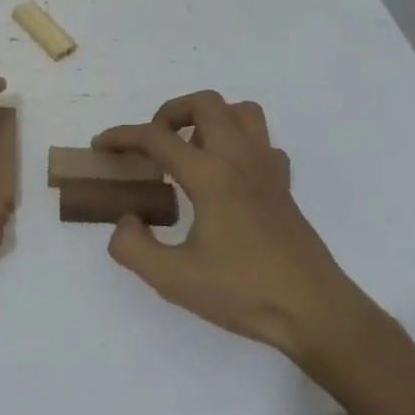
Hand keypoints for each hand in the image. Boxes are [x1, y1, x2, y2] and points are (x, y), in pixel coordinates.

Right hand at [95, 91, 388, 367]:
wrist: (314, 310)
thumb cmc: (243, 292)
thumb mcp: (173, 279)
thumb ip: (133, 247)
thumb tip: (127, 221)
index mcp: (210, 174)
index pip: (157, 138)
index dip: (123, 137)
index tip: (101, 146)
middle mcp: (239, 158)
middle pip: (205, 103)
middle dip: (171, 112)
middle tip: (153, 143)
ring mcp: (267, 169)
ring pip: (241, 112)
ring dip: (210, 118)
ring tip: (190, 149)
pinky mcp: (284, 186)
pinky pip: (262, 143)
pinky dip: (239, 144)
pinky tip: (227, 175)